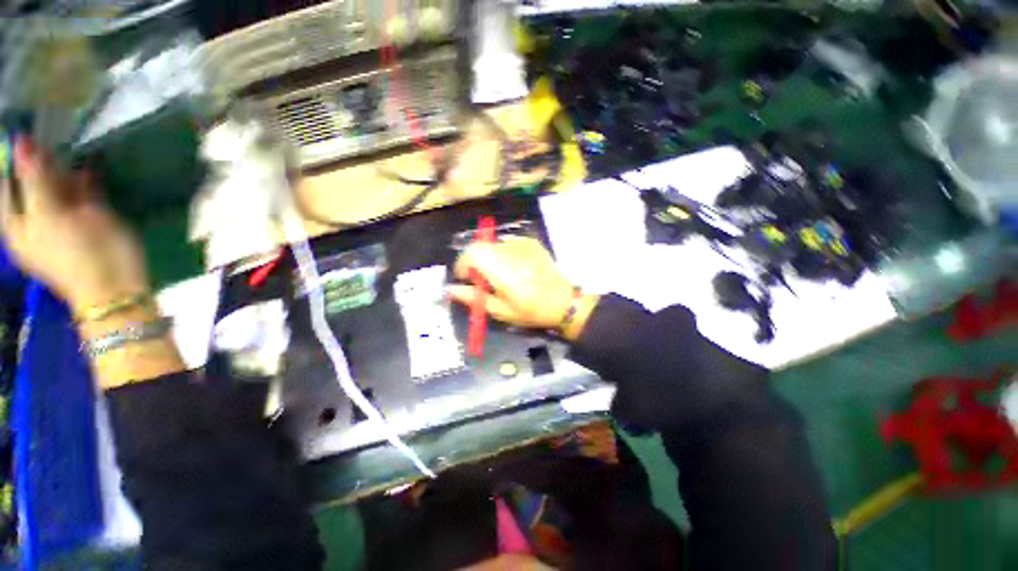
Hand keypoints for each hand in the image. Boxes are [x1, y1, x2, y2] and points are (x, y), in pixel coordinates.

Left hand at [0, 138, 147, 314]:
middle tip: (47, 142)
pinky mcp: (90, 215)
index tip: (24, 136)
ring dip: (61, 168)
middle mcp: (36, 215)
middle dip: (38, 161)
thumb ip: (33, 179)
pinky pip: (81, 190)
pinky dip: (83, 178)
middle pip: (31, 180)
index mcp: (17, 221)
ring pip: (57, 183)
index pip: (6, 183)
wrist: (115, 281)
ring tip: (66, 154)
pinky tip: (87, 171)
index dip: (12, 160)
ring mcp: (64, 215)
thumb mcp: (47, 216)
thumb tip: (20, 142)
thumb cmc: (73, 253)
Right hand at [448, 237, 598, 339]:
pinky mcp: (530, 242)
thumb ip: (473, 298)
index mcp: (500, 269)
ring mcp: (521, 244)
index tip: (465, 278)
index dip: (463, 264)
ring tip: (499, 274)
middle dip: (474, 260)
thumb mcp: (499, 310)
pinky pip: (508, 243)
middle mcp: (509, 251)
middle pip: (480, 246)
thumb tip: (450, 289)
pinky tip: (513, 267)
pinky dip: (503, 253)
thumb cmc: (530, 310)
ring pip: (493, 244)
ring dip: (489, 257)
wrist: (562, 302)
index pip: (471, 253)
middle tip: (481, 278)